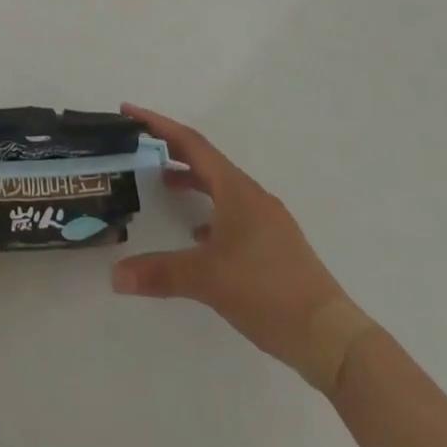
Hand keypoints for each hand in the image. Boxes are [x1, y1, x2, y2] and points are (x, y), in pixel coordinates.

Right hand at [112, 104, 361, 389]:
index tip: (129, 111)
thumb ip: (160, 273)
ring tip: (164, 186)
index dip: (157, 124)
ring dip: (192, 179)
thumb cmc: (267, 291)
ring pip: (221, 185)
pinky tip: (198, 235)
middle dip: (171, 148)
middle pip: (205, 159)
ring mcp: (267, 219)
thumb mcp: (207, 280)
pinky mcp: (275, 243)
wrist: (331, 335)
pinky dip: (210, 210)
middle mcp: (251, 195)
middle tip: (140, 144)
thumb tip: (115, 275)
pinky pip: (234, 210)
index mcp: (235, 189)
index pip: (190, 143)